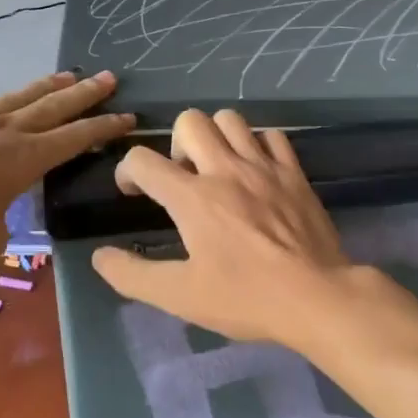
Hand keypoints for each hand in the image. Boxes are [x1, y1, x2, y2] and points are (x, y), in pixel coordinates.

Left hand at [0, 70, 132, 263]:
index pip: (76, 138)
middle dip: (85, 93)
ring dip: (44, 86)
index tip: (127, 115)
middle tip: (109, 77)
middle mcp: (6, 131)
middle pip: (54, 106)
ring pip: (17, 97)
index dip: (104, 127)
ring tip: (65, 74)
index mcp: (26, 159)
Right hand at [90, 108, 367, 348]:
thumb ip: (133, 275)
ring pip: (230, 119)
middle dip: (174, 143)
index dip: (127, 171)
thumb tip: (100, 256)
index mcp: (192, 197)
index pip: (142, 160)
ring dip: (215, 136)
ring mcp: (264, 166)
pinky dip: (257, 145)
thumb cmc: (245, 298)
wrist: (317, 297)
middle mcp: (225, 170)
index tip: (134, 192)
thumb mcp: (180, 297)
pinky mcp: (294, 172)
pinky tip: (256, 170)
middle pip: (189, 121)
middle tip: (182, 177)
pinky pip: (272, 135)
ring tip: (216, 168)